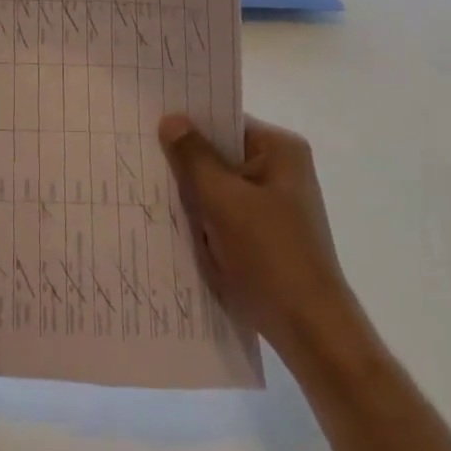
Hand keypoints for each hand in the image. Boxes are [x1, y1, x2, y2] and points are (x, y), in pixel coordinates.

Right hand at [158, 113, 360, 364]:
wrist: (309, 331)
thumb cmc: (269, 255)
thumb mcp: (222, 200)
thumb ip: (193, 157)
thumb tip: (171, 119)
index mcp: (280, 150)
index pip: (223, 121)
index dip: (186, 124)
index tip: (147, 125)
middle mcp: (281, 169)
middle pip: (219, 153)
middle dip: (185, 162)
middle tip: (141, 157)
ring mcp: (274, 203)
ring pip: (219, 185)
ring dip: (192, 193)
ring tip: (151, 190)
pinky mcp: (265, 232)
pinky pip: (224, 211)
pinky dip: (204, 216)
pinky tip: (175, 223)